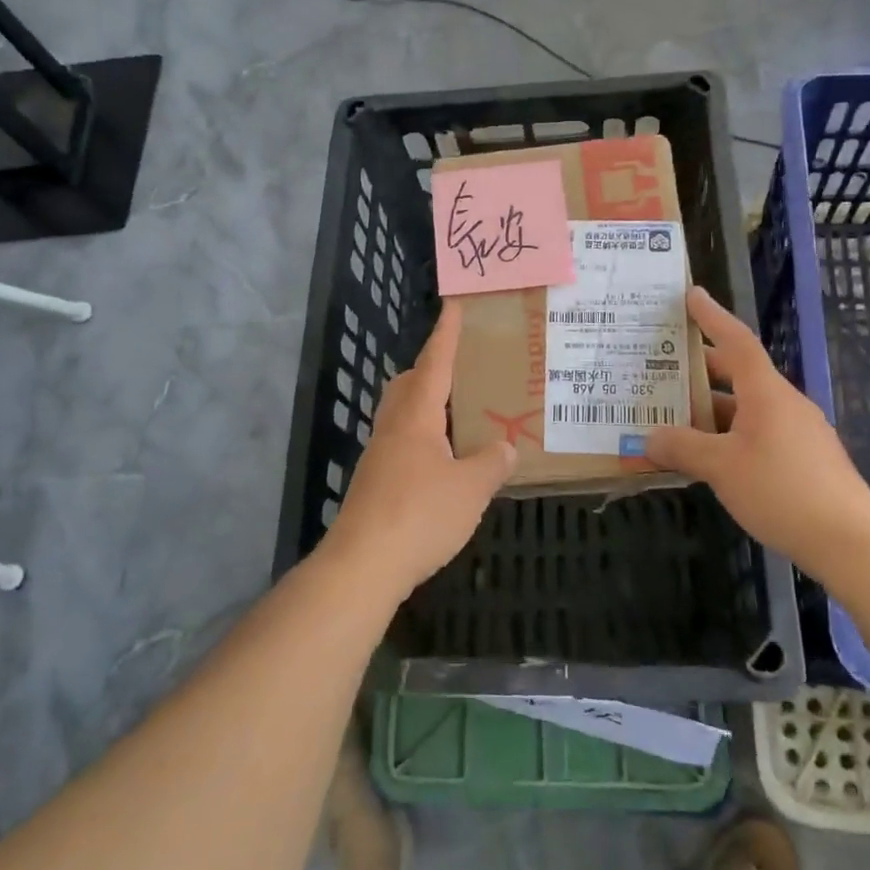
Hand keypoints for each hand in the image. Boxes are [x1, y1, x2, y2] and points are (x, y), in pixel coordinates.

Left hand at [322, 300, 515, 601]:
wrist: (363, 565)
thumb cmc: (419, 515)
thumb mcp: (470, 489)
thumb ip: (492, 463)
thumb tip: (507, 447)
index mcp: (416, 416)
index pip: (435, 362)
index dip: (446, 333)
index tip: (454, 304)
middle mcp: (393, 427)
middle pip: (409, 384)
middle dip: (431, 368)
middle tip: (462, 367)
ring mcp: (380, 455)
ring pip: (402, 414)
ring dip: (427, 405)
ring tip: (459, 414)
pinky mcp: (376, 482)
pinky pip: (403, 443)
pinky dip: (424, 438)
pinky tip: (444, 461)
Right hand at [645, 287, 869, 559]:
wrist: (850, 541)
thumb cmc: (781, 490)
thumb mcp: (721, 468)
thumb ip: (682, 448)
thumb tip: (650, 438)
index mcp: (766, 392)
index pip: (736, 340)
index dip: (712, 316)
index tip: (692, 294)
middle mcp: (784, 403)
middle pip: (739, 374)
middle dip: (702, 369)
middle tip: (664, 366)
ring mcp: (798, 432)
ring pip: (746, 409)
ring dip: (712, 410)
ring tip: (675, 418)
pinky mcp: (804, 460)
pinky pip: (758, 433)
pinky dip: (729, 435)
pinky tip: (709, 458)